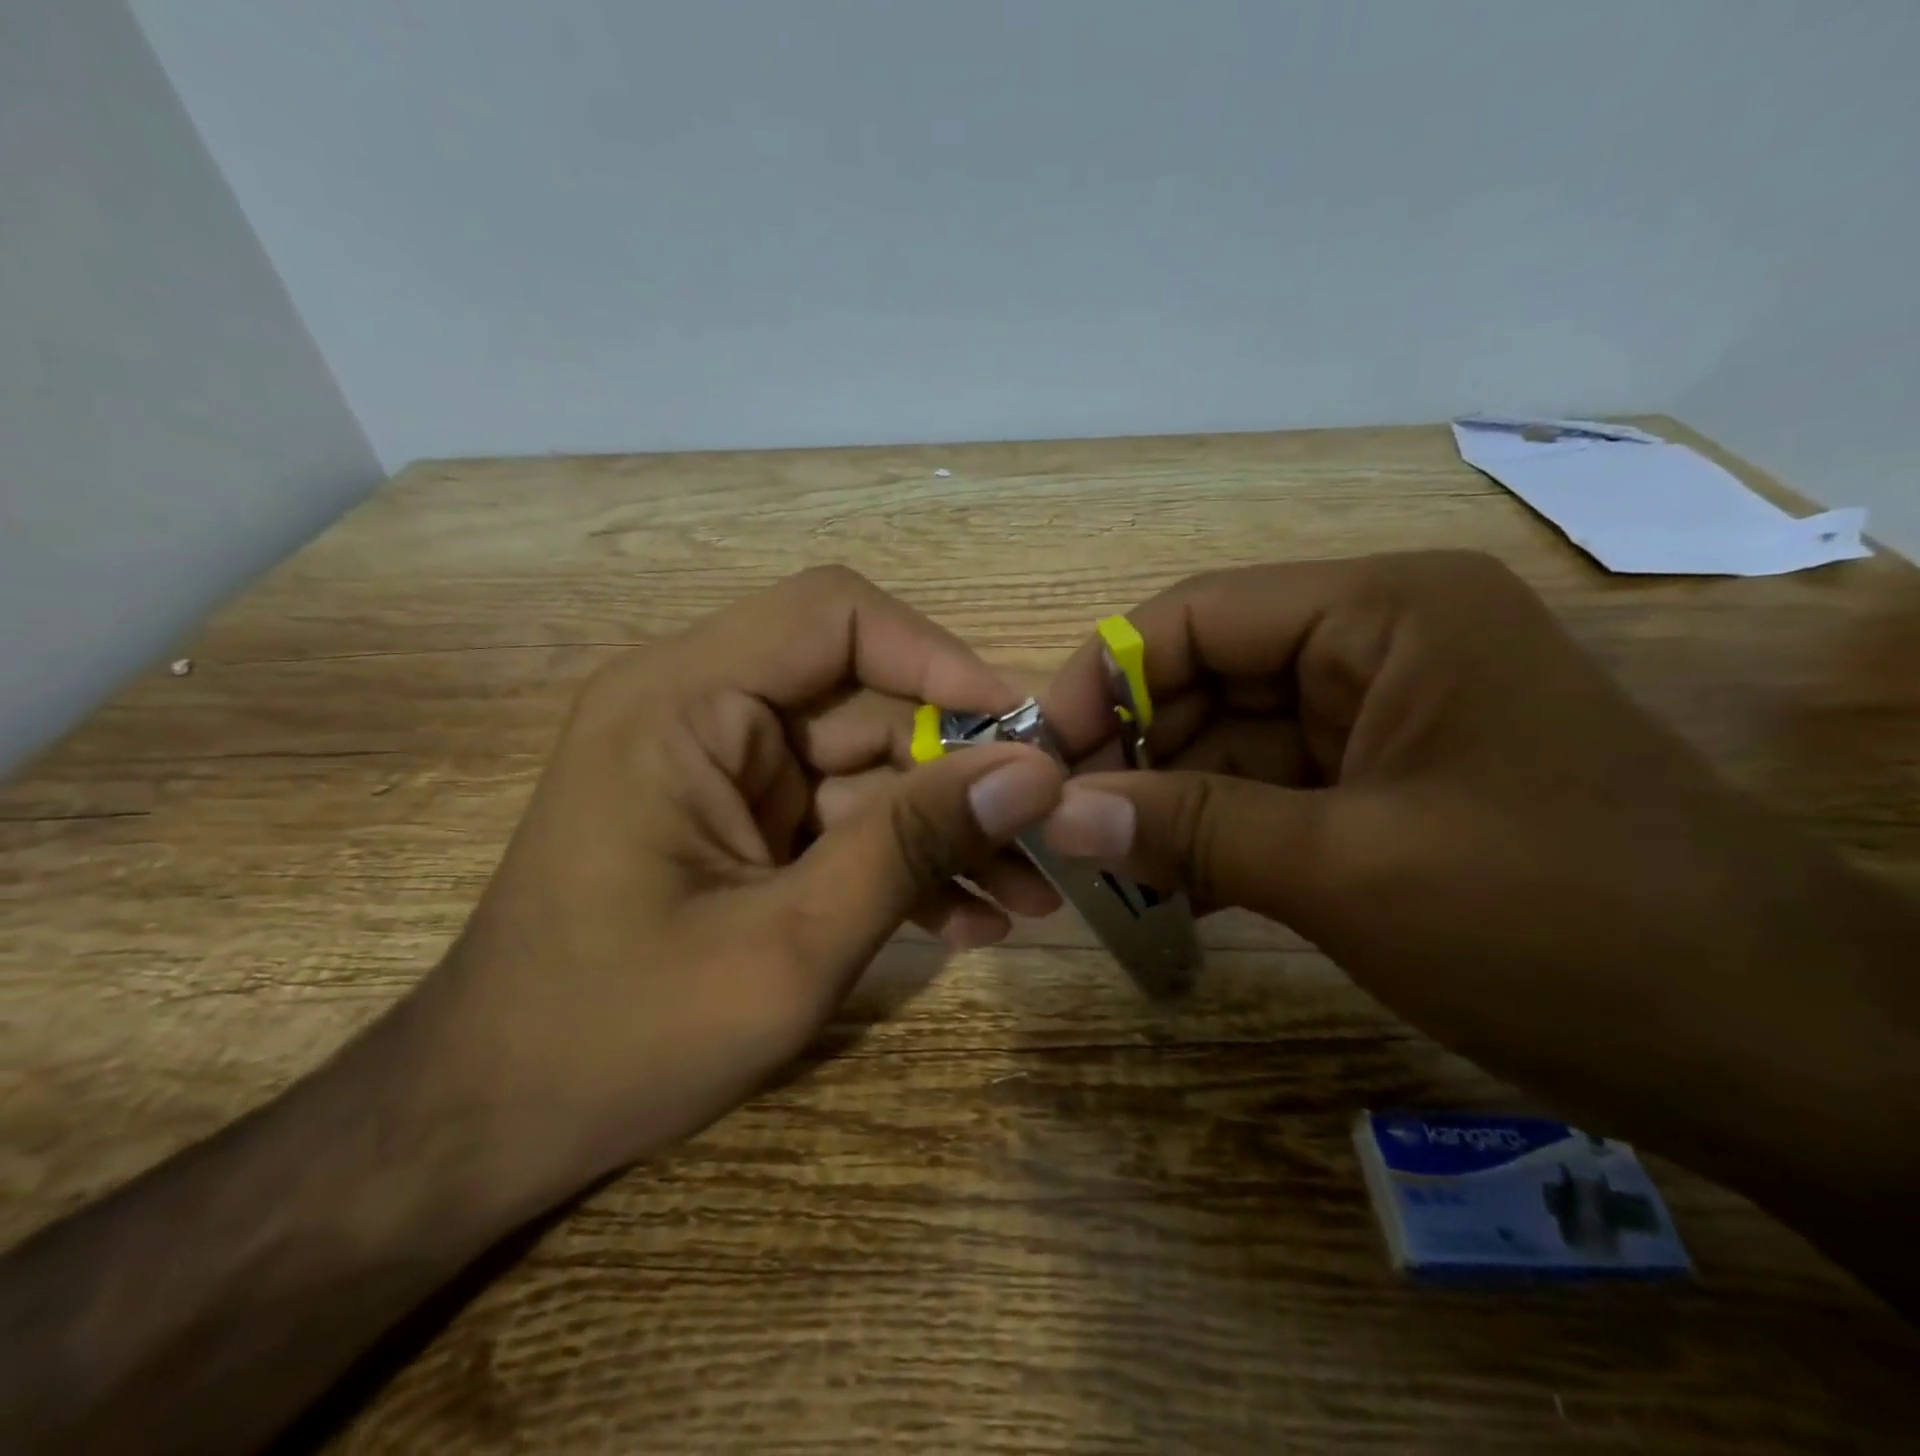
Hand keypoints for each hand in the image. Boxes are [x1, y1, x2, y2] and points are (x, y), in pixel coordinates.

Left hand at [412, 566, 1065, 1205]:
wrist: (493, 1126)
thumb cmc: (620, 1037)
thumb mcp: (790, 945)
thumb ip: (912, 847)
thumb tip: (1033, 776)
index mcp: (683, 702)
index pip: (834, 616)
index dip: (939, 657)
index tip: (1023, 733)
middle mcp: (702, 712)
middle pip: (867, 700)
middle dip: (962, 770)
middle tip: (1049, 835)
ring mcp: (726, 772)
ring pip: (869, 768)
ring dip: (946, 829)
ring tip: (1029, 896)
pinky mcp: (743, 824)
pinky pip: (843, 819)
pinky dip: (903, 862)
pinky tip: (970, 921)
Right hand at [1039, 553, 1919, 1227]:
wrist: (1780, 1053)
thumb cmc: (1565, 929)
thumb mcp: (1350, 871)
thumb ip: (1189, 831)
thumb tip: (1055, 817)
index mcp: (1382, 615)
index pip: (1198, 616)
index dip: (1106, 678)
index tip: (1043, 757)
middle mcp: (1378, 647)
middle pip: (1208, 678)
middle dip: (1132, 751)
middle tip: (1061, 828)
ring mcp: (1384, 720)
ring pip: (1231, 743)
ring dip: (1167, 803)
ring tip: (1102, 870)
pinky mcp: (1389, 788)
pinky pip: (1269, 793)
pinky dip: (1214, 835)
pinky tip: (1167, 889)